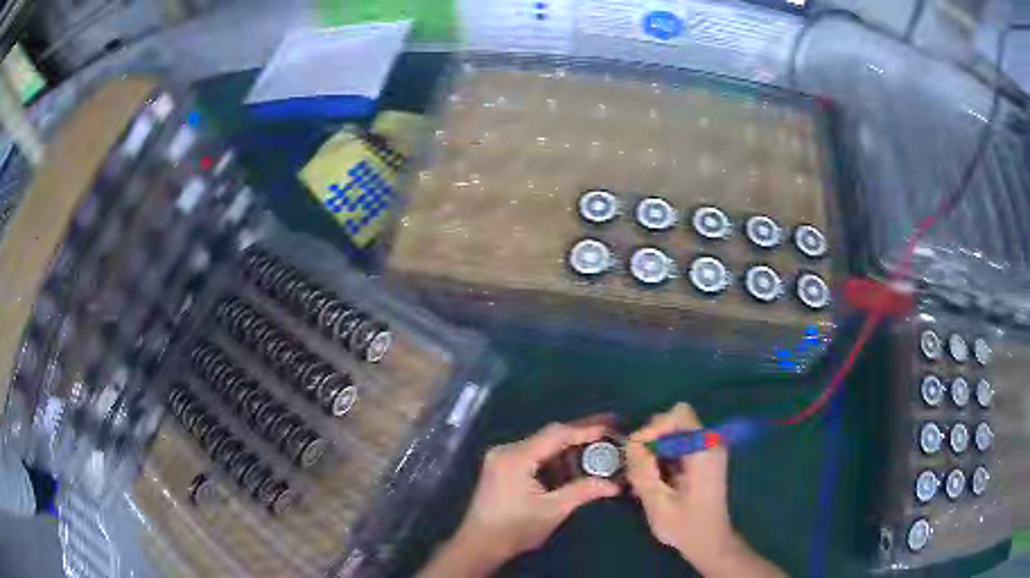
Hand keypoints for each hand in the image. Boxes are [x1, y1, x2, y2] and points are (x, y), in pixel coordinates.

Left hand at [419, 419, 619, 576]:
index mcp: (516, 457)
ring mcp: (502, 458)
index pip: (556, 434)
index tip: (611, 427)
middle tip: (610, 433)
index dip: (586, 429)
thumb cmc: (515, 529)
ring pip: (542, 445)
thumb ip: (583, 491)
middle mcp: (507, 450)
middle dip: (580, 435)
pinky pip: (534, 455)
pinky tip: (572, 467)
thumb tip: (615, 484)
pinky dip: (554, 460)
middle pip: (549, 436)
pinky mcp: (502, 467)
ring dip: (568, 450)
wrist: (479, 544)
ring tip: (597, 452)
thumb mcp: (553, 510)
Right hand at [626, 403, 784, 577]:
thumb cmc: (686, 527)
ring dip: (654, 450)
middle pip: (674, 421)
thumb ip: (643, 471)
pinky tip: (653, 480)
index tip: (637, 451)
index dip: (654, 427)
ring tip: (642, 477)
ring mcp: (708, 450)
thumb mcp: (658, 503)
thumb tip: (630, 443)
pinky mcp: (702, 459)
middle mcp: (710, 443)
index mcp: (704, 450)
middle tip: (637, 467)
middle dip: (651, 439)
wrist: (710, 542)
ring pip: (673, 433)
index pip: (678, 414)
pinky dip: (662, 456)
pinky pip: (677, 445)